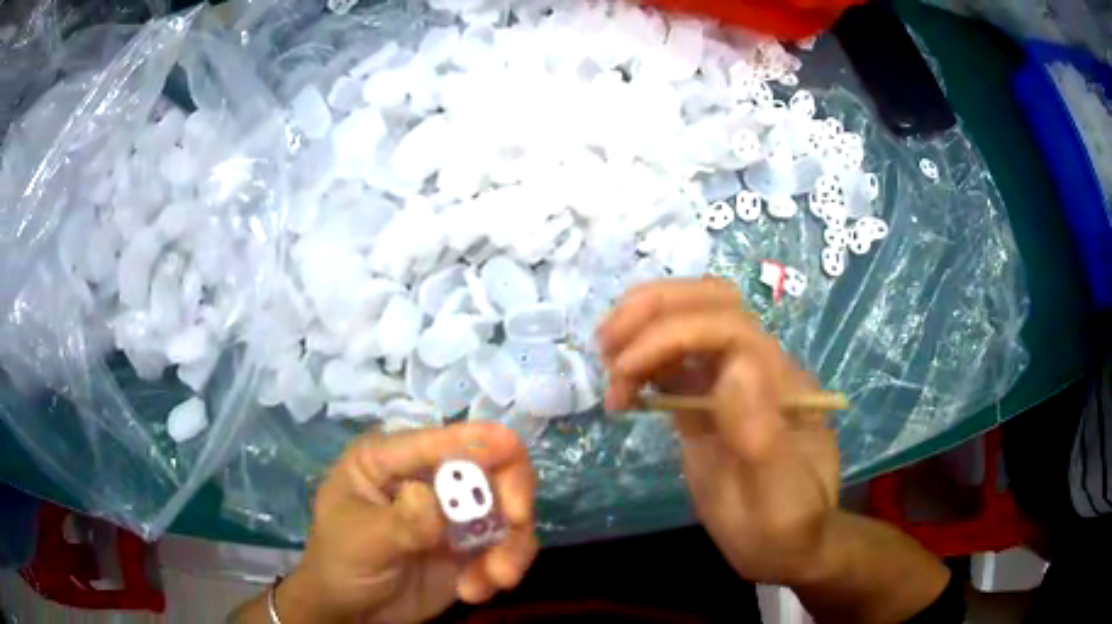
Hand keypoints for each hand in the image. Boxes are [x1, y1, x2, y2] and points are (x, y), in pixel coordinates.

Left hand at [273, 422, 538, 622]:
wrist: (353, 612)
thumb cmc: (340, 563)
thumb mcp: (362, 541)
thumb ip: (399, 522)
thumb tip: (427, 495)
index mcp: (389, 460)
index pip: (437, 441)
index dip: (477, 438)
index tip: (512, 448)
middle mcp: (427, 479)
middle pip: (488, 466)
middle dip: (510, 493)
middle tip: (519, 522)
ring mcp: (453, 514)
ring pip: (507, 510)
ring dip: (510, 544)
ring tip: (496, 577)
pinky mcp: (471, 547)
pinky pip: (507, 546)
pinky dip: (501, 568)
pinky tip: (473, 591)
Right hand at [598, 278, 838, 585]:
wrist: (788, 544)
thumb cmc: (786, 522)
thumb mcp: (779, 490)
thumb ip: (762, 430)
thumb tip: (734, 365)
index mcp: (776, 381)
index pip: (726, 324)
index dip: (671, 333)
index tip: (625, 370)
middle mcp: (752, 369)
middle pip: (709, 302)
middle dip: (653, 309)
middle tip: (606, 344)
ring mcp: (727, 384)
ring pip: (687, 324)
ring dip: (641, 329)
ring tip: (608, 367)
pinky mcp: (704, 405)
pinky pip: (673, 367)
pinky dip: (641, 364)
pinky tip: (621, 390)